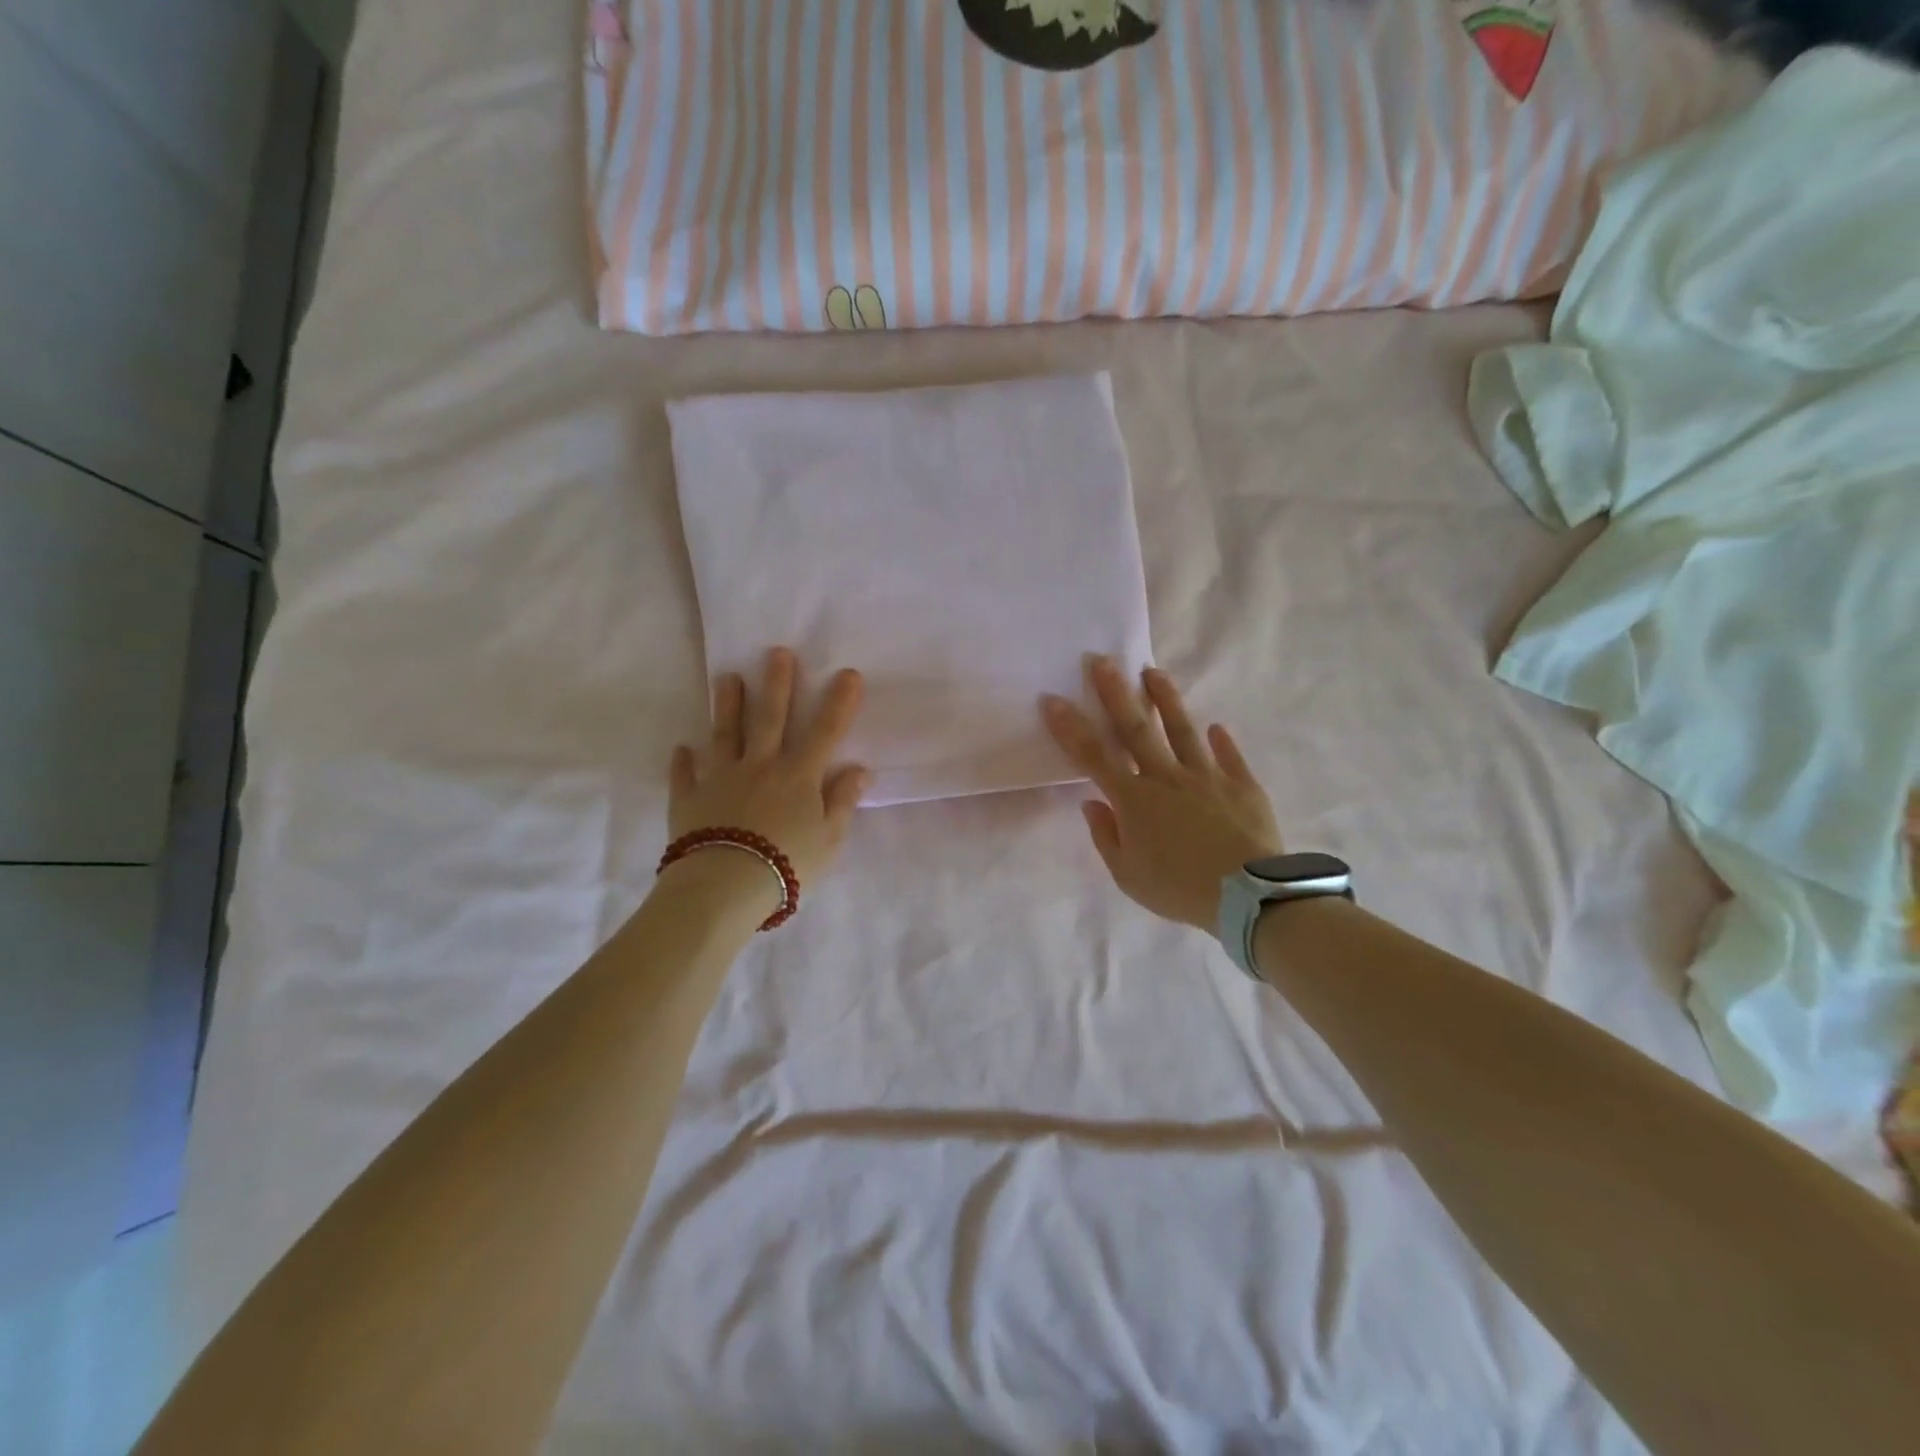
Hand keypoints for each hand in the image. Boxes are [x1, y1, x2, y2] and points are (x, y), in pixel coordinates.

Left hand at [670, 648, 870, 887]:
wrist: (726, 884)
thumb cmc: (787, 863)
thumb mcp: (830, 839)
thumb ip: (842, 801)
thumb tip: (859, 769)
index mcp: (798, 776)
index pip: (825, 732)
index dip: (839, 702)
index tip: (848, 673)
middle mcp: (760, 767)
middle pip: (770, 719)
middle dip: (777, 684)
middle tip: (776, 652)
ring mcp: (721, 779)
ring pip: (725, 735)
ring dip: (728, 706)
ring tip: (728, 678)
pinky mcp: (690, 799)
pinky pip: (685, 776)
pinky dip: (683, 762)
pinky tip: (681, 749)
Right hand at [1043, 657, 1282, 930]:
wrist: (1247, 896)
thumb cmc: (1179, 888)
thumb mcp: (1128, 875)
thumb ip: (1106, 836)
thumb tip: (1091, 803)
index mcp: (1134, 799)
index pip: (1093, 756)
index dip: (1070, 727)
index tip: (1053, 698)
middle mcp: (1166, 777)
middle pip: (1136, 728)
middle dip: (1115, 692)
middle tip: (1102, 660)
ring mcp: (1207, 776)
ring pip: (1182, 730)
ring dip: (1166, 699)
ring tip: (1153, 672)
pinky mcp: (1242, 784)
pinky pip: (1229, 756)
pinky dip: (1221, 741)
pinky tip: (1216, 728)